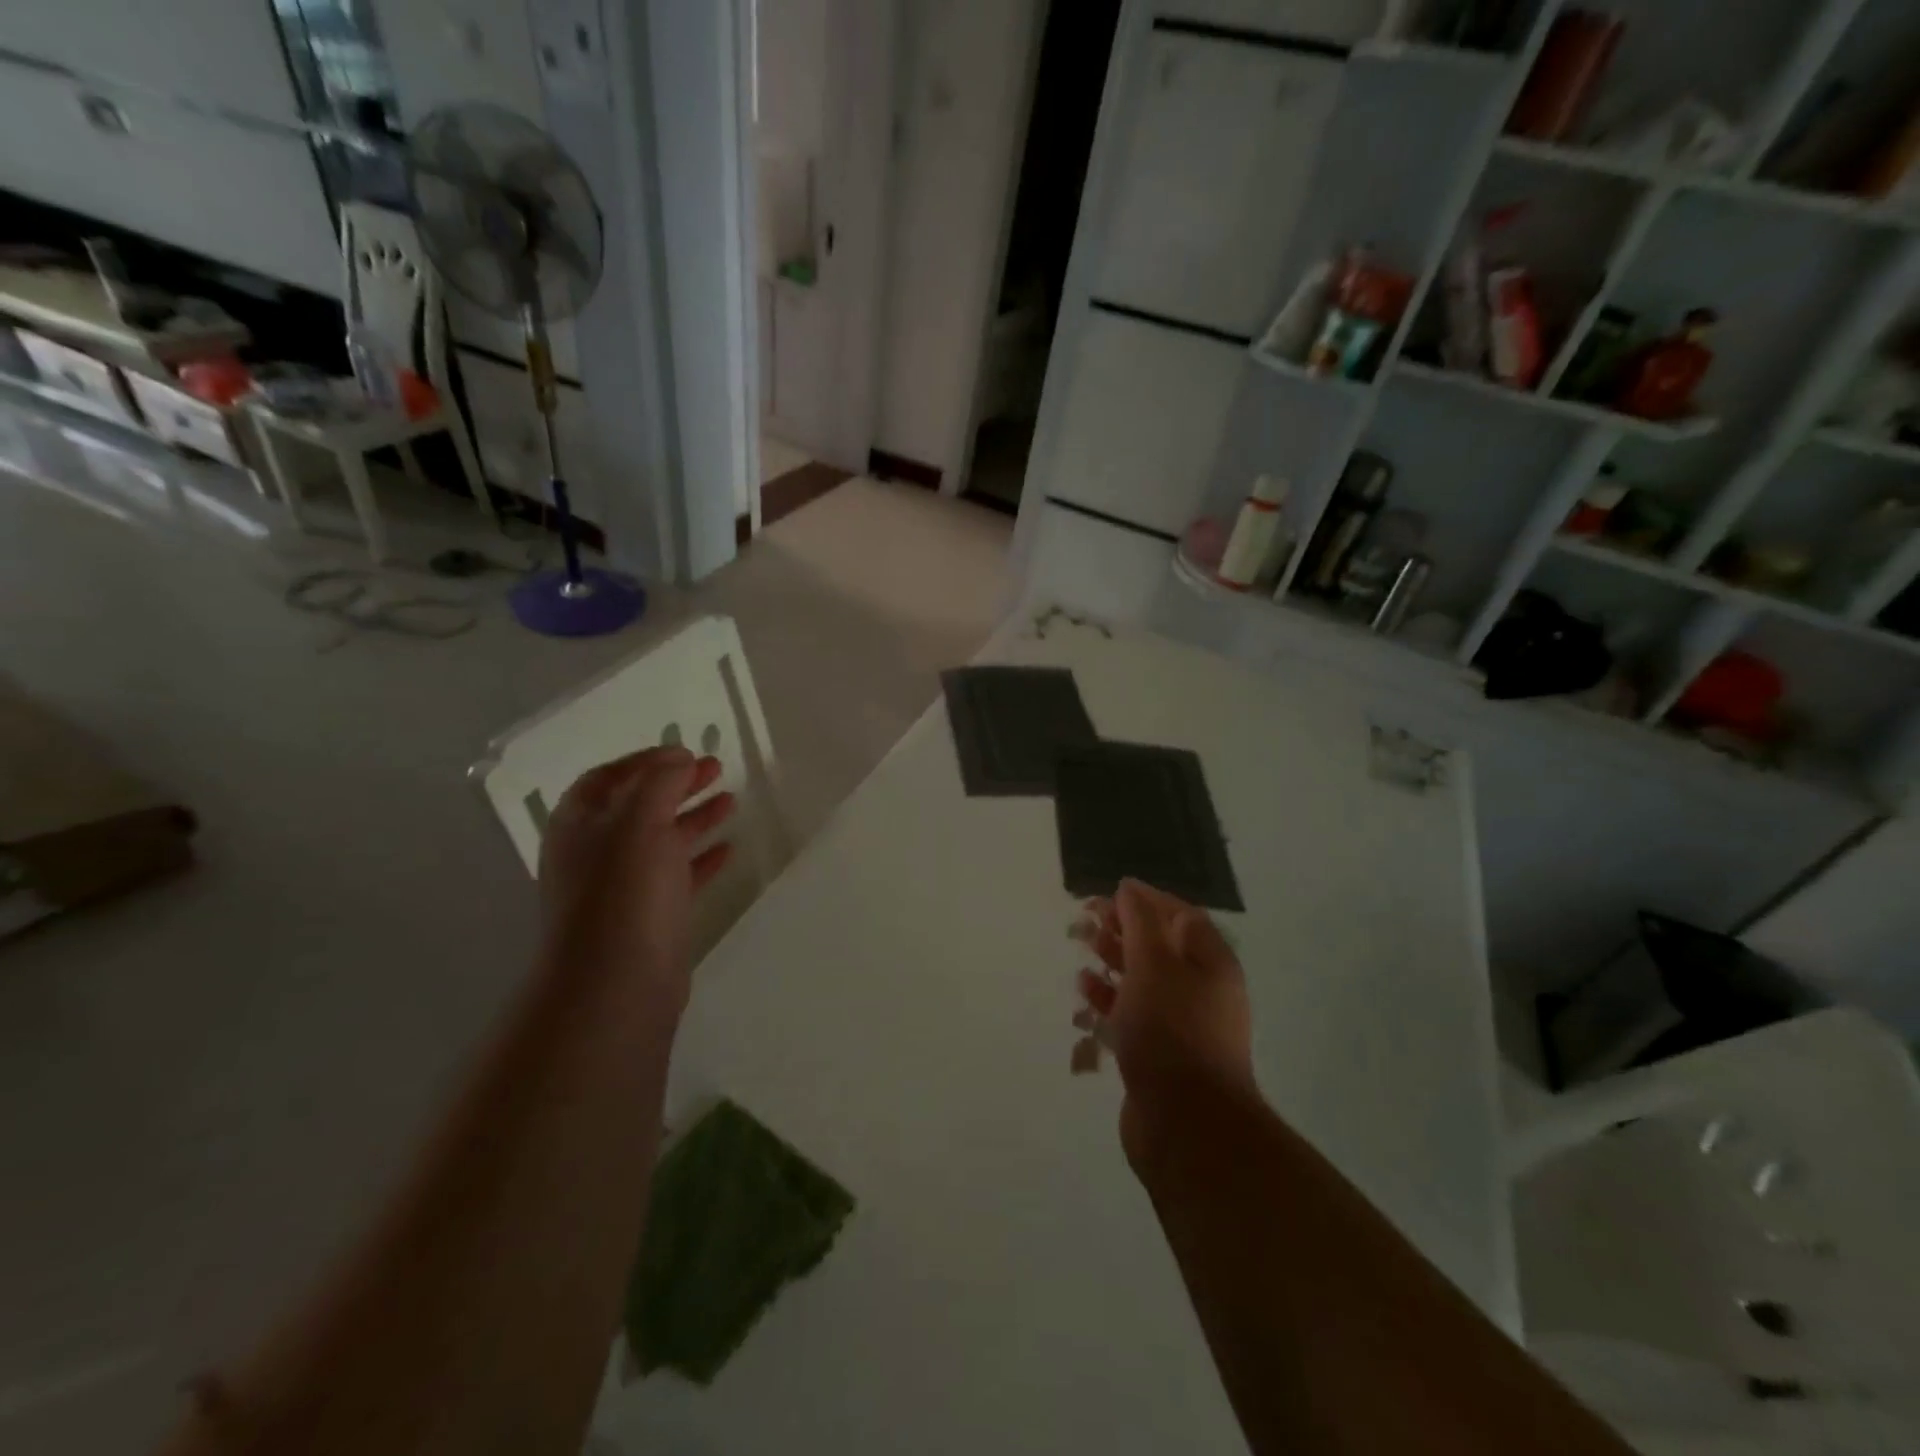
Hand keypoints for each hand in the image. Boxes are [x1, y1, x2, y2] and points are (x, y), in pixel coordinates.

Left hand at [538, 747, 735, 1009]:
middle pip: (639, 806)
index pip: (608, 777)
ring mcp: (623, 886)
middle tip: (716, 769)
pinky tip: (729, 848)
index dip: (645, 760)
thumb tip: (678, 757)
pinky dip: (702, 857)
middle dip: (676, 785)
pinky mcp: (650, 915)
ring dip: (694, 817)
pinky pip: (678, 875)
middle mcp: (596, 852)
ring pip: (662, 840)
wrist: (617, 982)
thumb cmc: (624, 892)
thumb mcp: (639, 822)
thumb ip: (660, 782)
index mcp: (580, 824)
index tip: (685, 751)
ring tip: (731, 800)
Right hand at [1075, 880, 1256, 1163]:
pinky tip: (1084, 994)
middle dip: (1124, 929)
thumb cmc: (1171, 1029)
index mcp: (1211, 963)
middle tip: (1086, 921)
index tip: (1110, 894)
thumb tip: (1129, 888)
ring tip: (1082, 951)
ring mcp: (1181, 1025)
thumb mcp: (1154, 963)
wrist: (1186, 1123)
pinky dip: (1109, 1000)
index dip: (1146, 900)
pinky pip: (1132, 1015)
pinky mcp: (1159, 1053)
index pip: (1181, 915)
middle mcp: (1201, 990)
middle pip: (1160, 946)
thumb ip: (1140, 921)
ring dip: (1113, 962)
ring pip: (1143, 981)